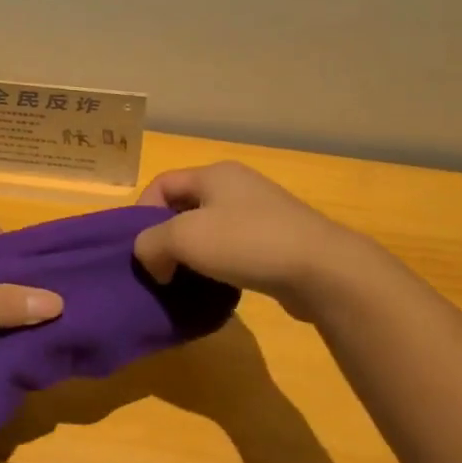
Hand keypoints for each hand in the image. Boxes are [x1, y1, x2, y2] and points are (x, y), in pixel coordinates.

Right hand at [134, 162, 355, 316]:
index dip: (142, 214)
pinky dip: (216, 267)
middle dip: (165, 238)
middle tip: (158, 269)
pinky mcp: (275, 242)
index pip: (161, 184)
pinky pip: (231, 251)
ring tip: (184, 282)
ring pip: (208, 232)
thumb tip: (154, 261)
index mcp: (214, 174)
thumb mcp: (183, 238)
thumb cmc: (246, 243)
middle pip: (184, 208)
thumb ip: (150, 243)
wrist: (320, 269)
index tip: (140, 249)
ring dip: (190, 257)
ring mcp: (260, 215)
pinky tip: (215, 288)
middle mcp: (237, 187)